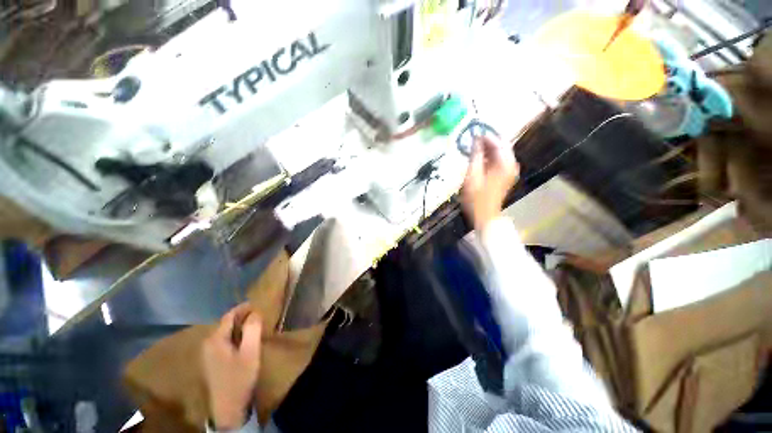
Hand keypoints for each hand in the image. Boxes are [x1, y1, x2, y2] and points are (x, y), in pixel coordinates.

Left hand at [202, 303, 261, 429]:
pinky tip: (243, 340)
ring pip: (224, 333)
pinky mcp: (211, 362)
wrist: (228, 407)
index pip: (228, 316)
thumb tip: (254, 313)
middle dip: (241, 316)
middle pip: (225, 323)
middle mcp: (208, 344)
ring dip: (238, 326)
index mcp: (215, 340)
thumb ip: (252, 330)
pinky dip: (234, 336)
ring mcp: (207, 354)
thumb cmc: (239, 378)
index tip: (256, 303)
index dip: (242, 308)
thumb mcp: (250, 352)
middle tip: (257, 314)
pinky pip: (223, 341)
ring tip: (253, 325)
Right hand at [461, 136, 518, 230]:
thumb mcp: (472, 175)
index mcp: (504, 163)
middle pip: (501, 146)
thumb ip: (475, 155)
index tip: (473, 133)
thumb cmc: (476, 197)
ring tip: (474, 149)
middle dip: (487, 142)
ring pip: (500, 153)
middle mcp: (511, 164)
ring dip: (488, 150)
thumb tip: (475, 139)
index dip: (485, 136)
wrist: (485, 216)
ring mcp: (510, 170)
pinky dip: (490, 157)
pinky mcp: (506, 176)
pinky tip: (479, 159)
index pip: (497, 142)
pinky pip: (499, 161)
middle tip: (473, 140)